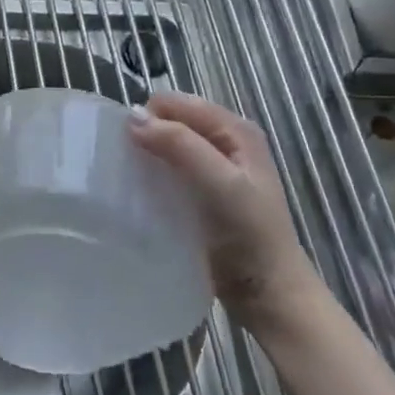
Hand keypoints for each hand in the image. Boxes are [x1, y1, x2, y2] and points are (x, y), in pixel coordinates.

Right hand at [127, 92, 323, 330]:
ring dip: (147, 157)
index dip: (150, 116)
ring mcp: (213, 169)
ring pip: (167, 147)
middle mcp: (225, 142)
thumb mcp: (220, 184)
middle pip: (171, 122)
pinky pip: (168, 173)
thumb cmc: (249, 234)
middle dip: (147, 135)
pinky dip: (152, 177)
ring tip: (128, 178)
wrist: (268, 292)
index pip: (177, 103)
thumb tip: (132, 117)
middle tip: (126, 163)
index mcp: (235, 129)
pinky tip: (140, 194)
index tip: (126, 144)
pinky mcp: (200, 194)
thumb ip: (180, 146)